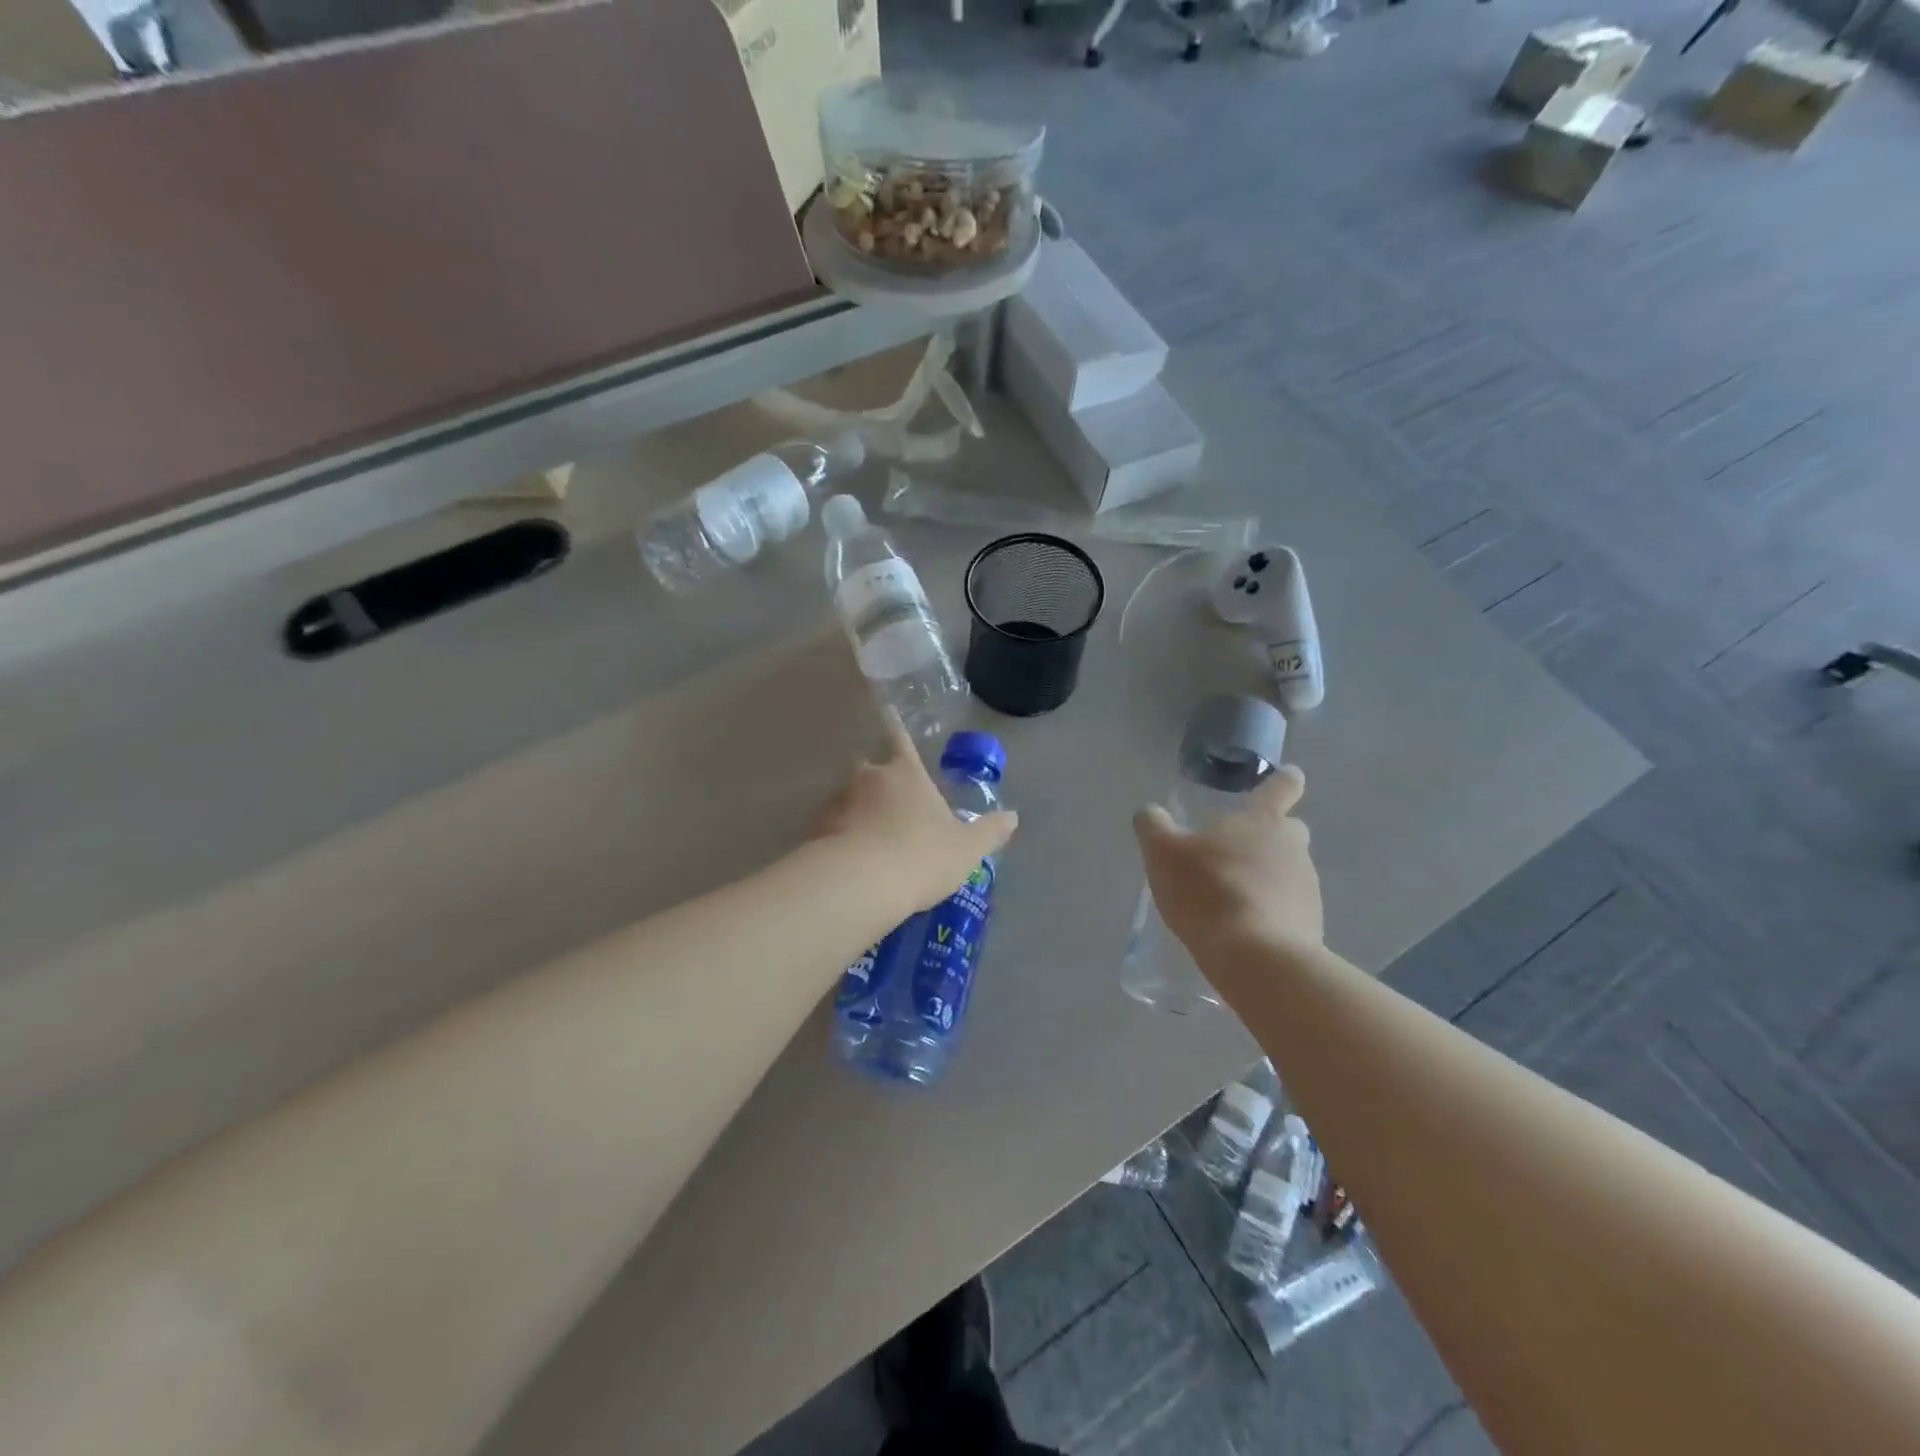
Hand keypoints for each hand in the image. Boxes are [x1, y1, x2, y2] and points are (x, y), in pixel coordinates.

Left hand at [812, 715, 1017, 920]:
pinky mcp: (816, 831)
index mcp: (906, 773)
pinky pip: (831, 828)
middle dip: (876, 779)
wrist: (860, 884)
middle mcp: (868, 778)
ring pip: (848, 798)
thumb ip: (989, 831)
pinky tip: (850, 861)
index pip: (900, 739)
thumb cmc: (922, 855)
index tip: (886, 709)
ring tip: (868, 839)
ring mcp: (838, 803)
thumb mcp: (966, 848)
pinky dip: (839, 837)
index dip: (896, 725)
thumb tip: (1012, 817)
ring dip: (856, 811)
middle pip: (868, 768)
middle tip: (888, 803)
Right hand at [1132, 766, 1322, 962]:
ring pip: (1287, 870)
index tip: (1286, 777)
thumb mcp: (1163, 853)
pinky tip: (1243, 927)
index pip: (1282, 787)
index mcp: (1262, 820)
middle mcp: (1292, 846)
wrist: (1257, 957)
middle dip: (1268, 834)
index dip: (1283, 780)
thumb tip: (1150, 813)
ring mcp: (1307, 886)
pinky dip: (1270, 909)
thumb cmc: (1209, 891)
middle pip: (1288, 830)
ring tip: (1230, 898)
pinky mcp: (1310, 923)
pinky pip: (1288, 906)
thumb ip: (1153, 826)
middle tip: (1235, 850)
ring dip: (1266, 876)